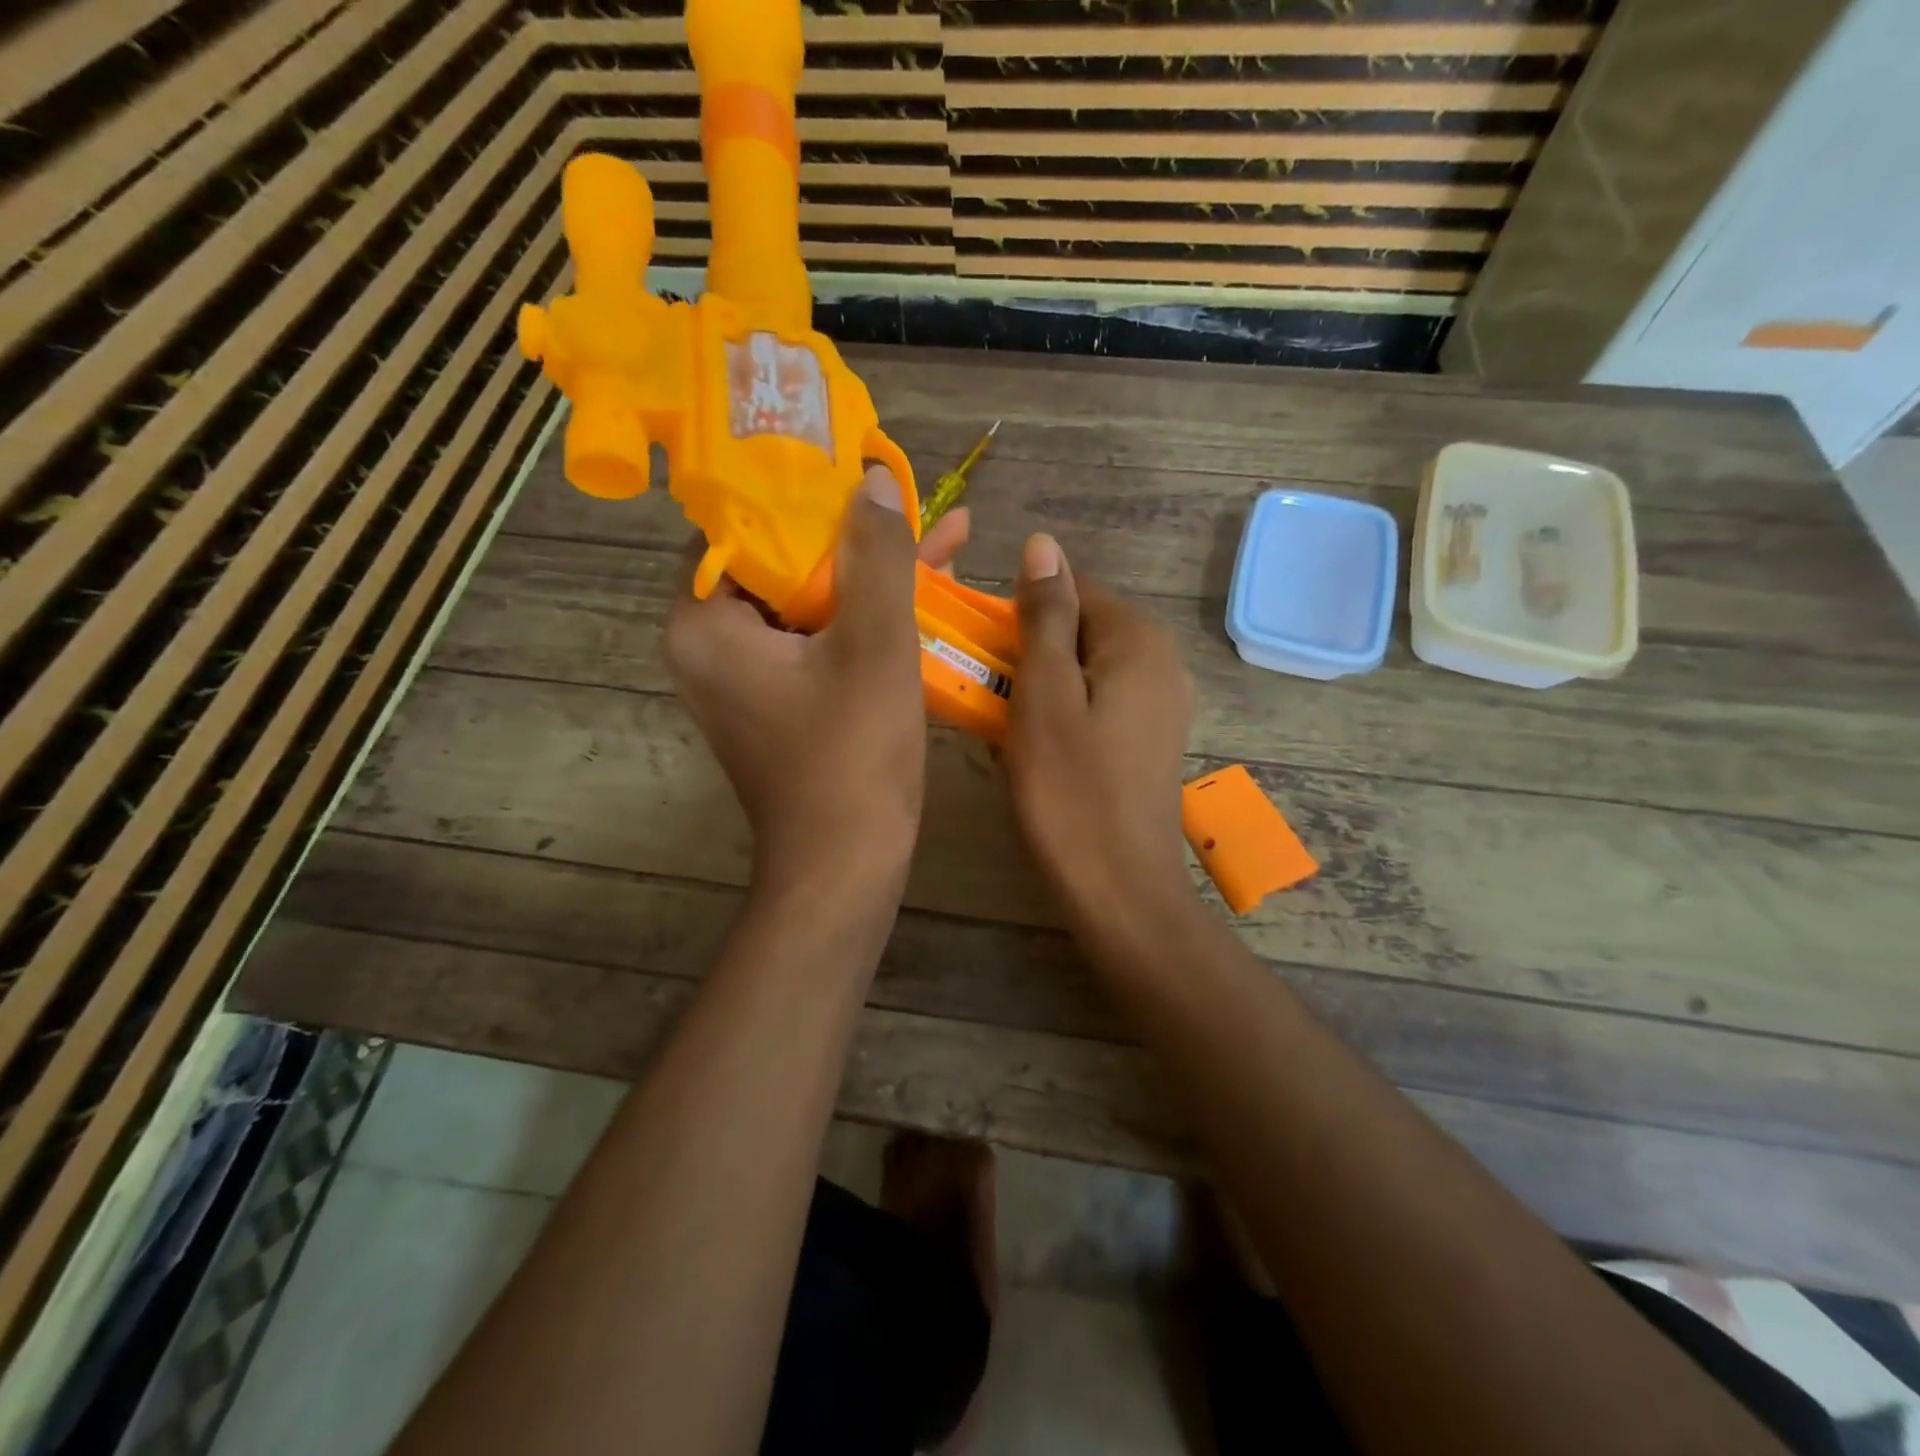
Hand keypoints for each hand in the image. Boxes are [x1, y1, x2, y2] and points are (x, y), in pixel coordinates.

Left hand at [666, 468, 961, 897]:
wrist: (846, 866)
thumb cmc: (852, 756)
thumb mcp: (875, 644)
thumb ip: (877, 554)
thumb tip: (873, 478)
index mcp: (705, 623)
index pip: (740, 524)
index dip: (799, 492)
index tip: (852, 466)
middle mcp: (709, 645)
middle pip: (778, 562)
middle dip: (849, 534)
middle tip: (903, 498)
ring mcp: (743, 678)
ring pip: (806, 601)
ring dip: (867, 575)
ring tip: (937, 535)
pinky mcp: (777, 701)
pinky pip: (817, 640)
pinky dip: (862, 619)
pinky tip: (924, 593)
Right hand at [1002, 535, 1196, 919]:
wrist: (1118, 887)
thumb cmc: (1070, 789)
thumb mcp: (1044, 694)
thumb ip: (1045, 616)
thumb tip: (1043, 545)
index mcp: (1138, 640)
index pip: (1070, 590)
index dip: (1018, 614)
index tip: (980, 652)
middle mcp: (1161, 662)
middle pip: (1079, 631)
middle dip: (1027, 655)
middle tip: (985, 695)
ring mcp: (1160, 704)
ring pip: (1083, 672)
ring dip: (1038, 689)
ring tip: (1002, 727)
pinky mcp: (1149, 741)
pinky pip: (1095, 706)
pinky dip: (1060, 717)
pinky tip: (1035, 753)